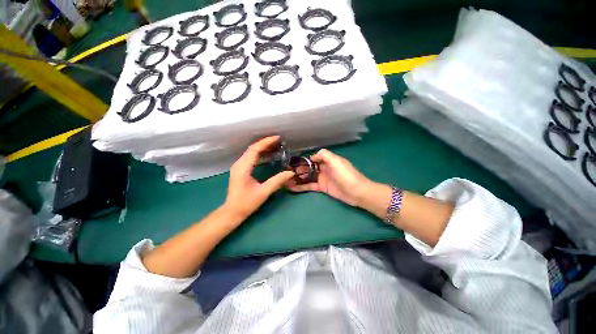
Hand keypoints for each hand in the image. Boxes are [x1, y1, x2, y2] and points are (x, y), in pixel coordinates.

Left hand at [223, 136, 294, 219]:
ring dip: (262, 147)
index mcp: (243, 168)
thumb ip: (277, 181)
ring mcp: (238, 166)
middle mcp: (239, 164)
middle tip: (278, 141)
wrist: (232, 212)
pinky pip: (250, 157)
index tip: (277, 138)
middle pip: (252, 148)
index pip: (255, 150)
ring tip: (275, 145)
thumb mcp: (263, 192)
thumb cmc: (246, 203)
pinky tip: (267, 154)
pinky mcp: (240, 169)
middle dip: (265, 143)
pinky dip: (259, 153)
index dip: (266, 142)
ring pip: (250, 152)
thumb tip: (291, 172)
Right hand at [286, 149, 372, 205]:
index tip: (292, 162)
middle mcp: (324, 168)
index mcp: (328, 160)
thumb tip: (312, 155)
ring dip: (298, 178)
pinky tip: (292, 188)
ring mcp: (322, 178)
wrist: (357, 192)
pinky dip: (301, 187)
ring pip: (308, 177)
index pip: (313, 158)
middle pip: (309, 167)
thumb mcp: (337, 162)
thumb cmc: (346, 175)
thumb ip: (325, 155)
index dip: (303, 159)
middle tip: (285, 172)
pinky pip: (310, 186)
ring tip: (285, 180)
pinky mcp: (322, 188)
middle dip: (298, 169)